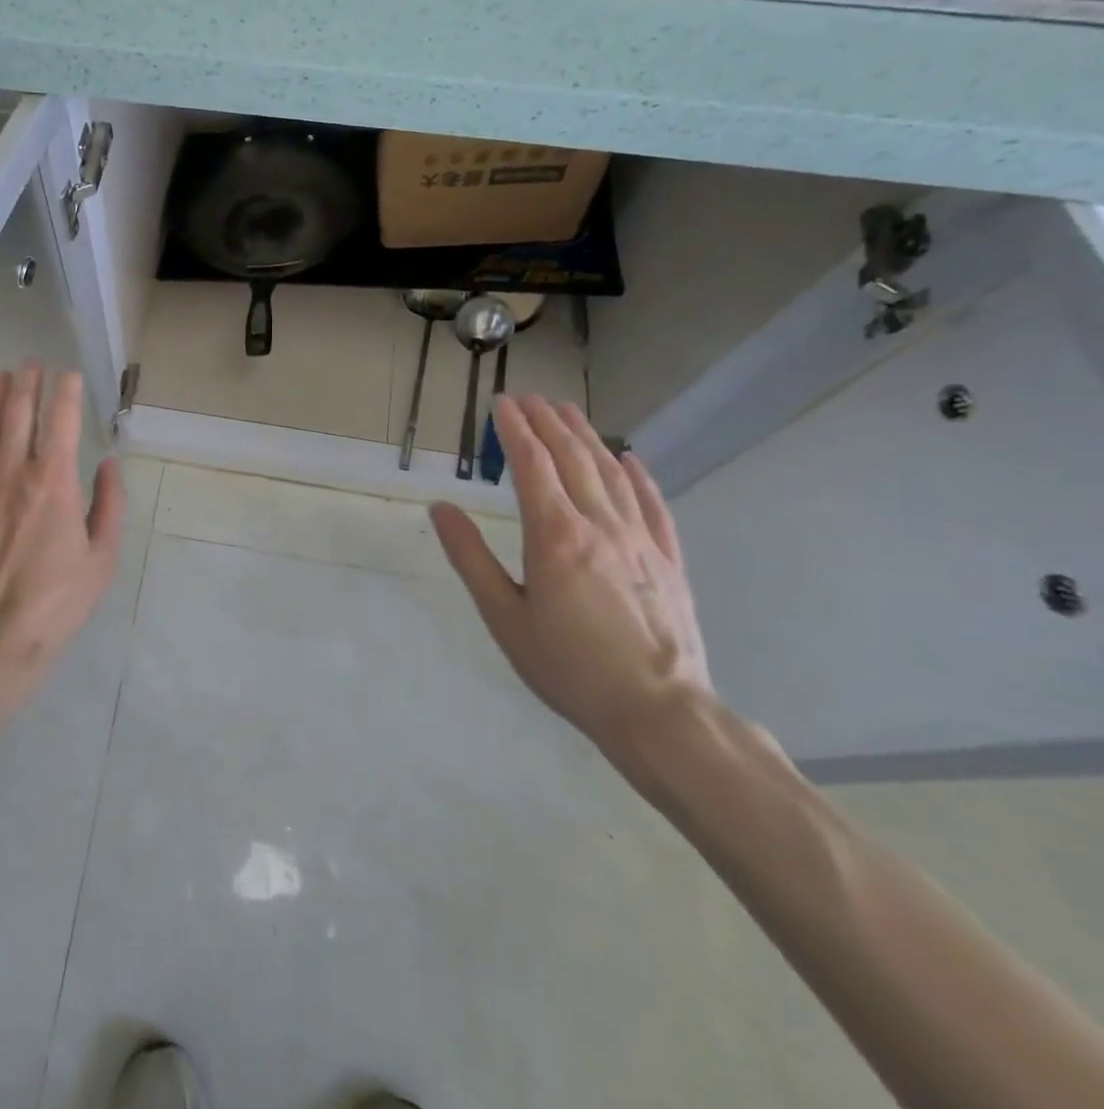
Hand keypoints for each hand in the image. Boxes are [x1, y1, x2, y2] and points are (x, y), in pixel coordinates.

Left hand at [0, 364, 123, 705]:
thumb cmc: (56, 601)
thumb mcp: (101, 558)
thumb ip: (109, 505)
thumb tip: (108, 464)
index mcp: (55, 482)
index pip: (62, 419)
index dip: (66, 390)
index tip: (70, 375)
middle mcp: (13, 472)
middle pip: (19, 412)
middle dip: (28, 381)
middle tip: (32, 363)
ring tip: (0, 374)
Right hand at [431, 393, 711, 760]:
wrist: (659, 711)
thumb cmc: (568, 667)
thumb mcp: (504, 616)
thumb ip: (471, 557)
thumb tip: (440, 509)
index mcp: (555, 536)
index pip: (532, 465)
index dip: (515, 430)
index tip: (501, 403)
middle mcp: (599, 525)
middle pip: (573, 458)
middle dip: (549, 422)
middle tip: (531, 397)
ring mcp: (640, 540)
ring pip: (612, 473)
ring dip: (587, 437)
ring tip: (569, 411)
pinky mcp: (668, 560)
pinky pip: (653, 505)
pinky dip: (639, 475)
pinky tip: (630, 458)